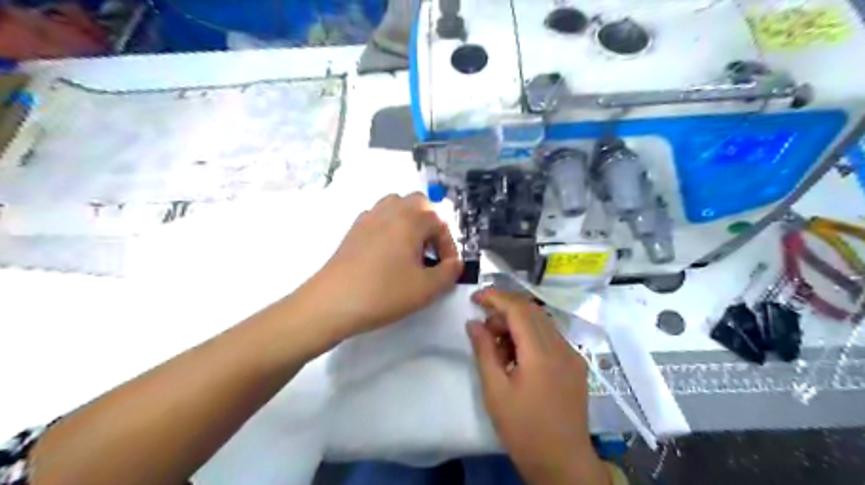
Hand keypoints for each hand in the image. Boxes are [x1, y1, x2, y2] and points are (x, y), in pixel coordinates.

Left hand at [295, 192, 462, 341]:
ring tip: (410, 249)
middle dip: (431, 224)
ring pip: (397, 205)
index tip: (447, 269)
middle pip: (419, 203)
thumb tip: (455, 264)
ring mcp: (368, 217)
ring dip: (410, 221)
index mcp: (410, 220)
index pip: (440, 222)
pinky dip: (390, 227)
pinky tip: (388, 253)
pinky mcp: (353, 229)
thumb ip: (449, 273)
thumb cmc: (384, 293)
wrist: (332, 302)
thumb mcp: (426, 289)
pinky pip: (379, 217)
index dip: (449, 246)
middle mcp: (390, 210)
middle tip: (431, 251)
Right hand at [467, 288, 606, 484]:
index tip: (475, 297)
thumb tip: (474, 322)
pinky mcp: (575, 363)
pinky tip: (517, 354)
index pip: (518, 309)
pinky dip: (530, 335)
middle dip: (504, 309)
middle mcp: (561, 347)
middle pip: (531, 310)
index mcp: (541, 353)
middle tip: (484, 326)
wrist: (563, 463)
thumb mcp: (495, 391)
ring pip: (541, 322)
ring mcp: (572, 354)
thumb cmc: (523, 429)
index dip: (495, 297)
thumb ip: (484, 351)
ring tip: (498, 343)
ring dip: (517, 322)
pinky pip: (550, 336)